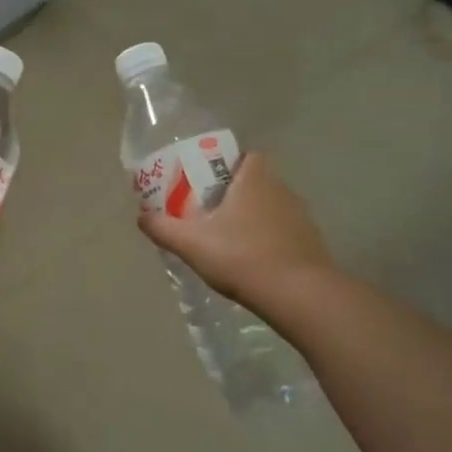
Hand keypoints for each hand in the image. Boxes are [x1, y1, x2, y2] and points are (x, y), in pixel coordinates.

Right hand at [138, 153, 330, 305]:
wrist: (299, 296)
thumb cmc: (242, 257)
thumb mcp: (191, 243)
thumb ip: (163, 227)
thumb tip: (141, 217)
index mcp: (255, 178)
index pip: (246, 155)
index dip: (226, 164)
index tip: (205, 183)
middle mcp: (281, 189)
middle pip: (255, 181)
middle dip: (233, 193)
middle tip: (207, 213)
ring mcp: (299, 217)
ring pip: (269, 207)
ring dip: (251, 218)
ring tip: (227, 240)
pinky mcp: (310, 242)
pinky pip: (282, 232)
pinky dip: (267, 240)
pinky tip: (251, 261)